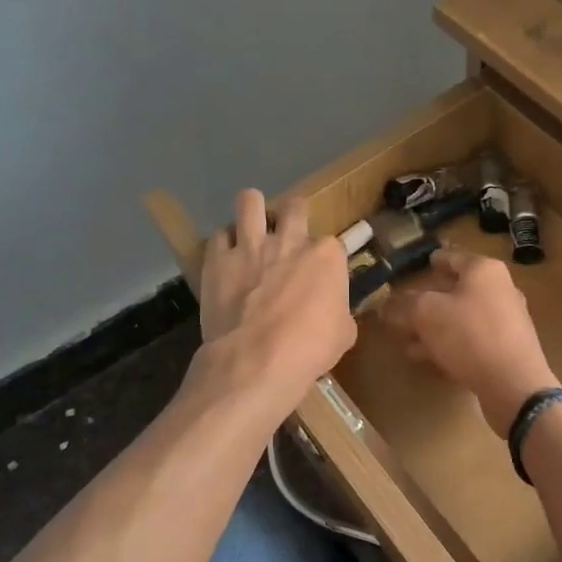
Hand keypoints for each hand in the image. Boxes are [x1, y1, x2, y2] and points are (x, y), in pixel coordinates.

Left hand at [196, 190, 354, 418]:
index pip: (332, 243)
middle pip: (295, 206)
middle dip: (292, 216)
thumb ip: (339, 312)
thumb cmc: (309, 350)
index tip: (319, 275)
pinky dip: (223, 244)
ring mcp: (251, 246)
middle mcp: (290, 241)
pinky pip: (218, 235)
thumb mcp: (343, 334)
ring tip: (252, 227)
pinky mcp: (218, 259)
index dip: (325, 258)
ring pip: (250, 201)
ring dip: (253, 211)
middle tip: (287, 236)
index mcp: (326, 256)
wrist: (256, 360)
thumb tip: (333, 312)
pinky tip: (225, 257)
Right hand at [379, 248, 559, 437]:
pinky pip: (471, 339)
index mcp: (484, 270)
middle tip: (405, 308)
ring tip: (408, 340)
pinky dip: (449, 344)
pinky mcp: (507, 349)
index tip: (417, 266)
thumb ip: (403, 305)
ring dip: (435, 327)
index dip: (431, 261)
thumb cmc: (469, 335)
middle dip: (428, 301)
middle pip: (457, 290)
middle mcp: (500, 289)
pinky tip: (428, 357)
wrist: (514, 384)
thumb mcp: (425, 314)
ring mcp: (507, 320)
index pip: (451, 257)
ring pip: (462, 317)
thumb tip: (385, 304)